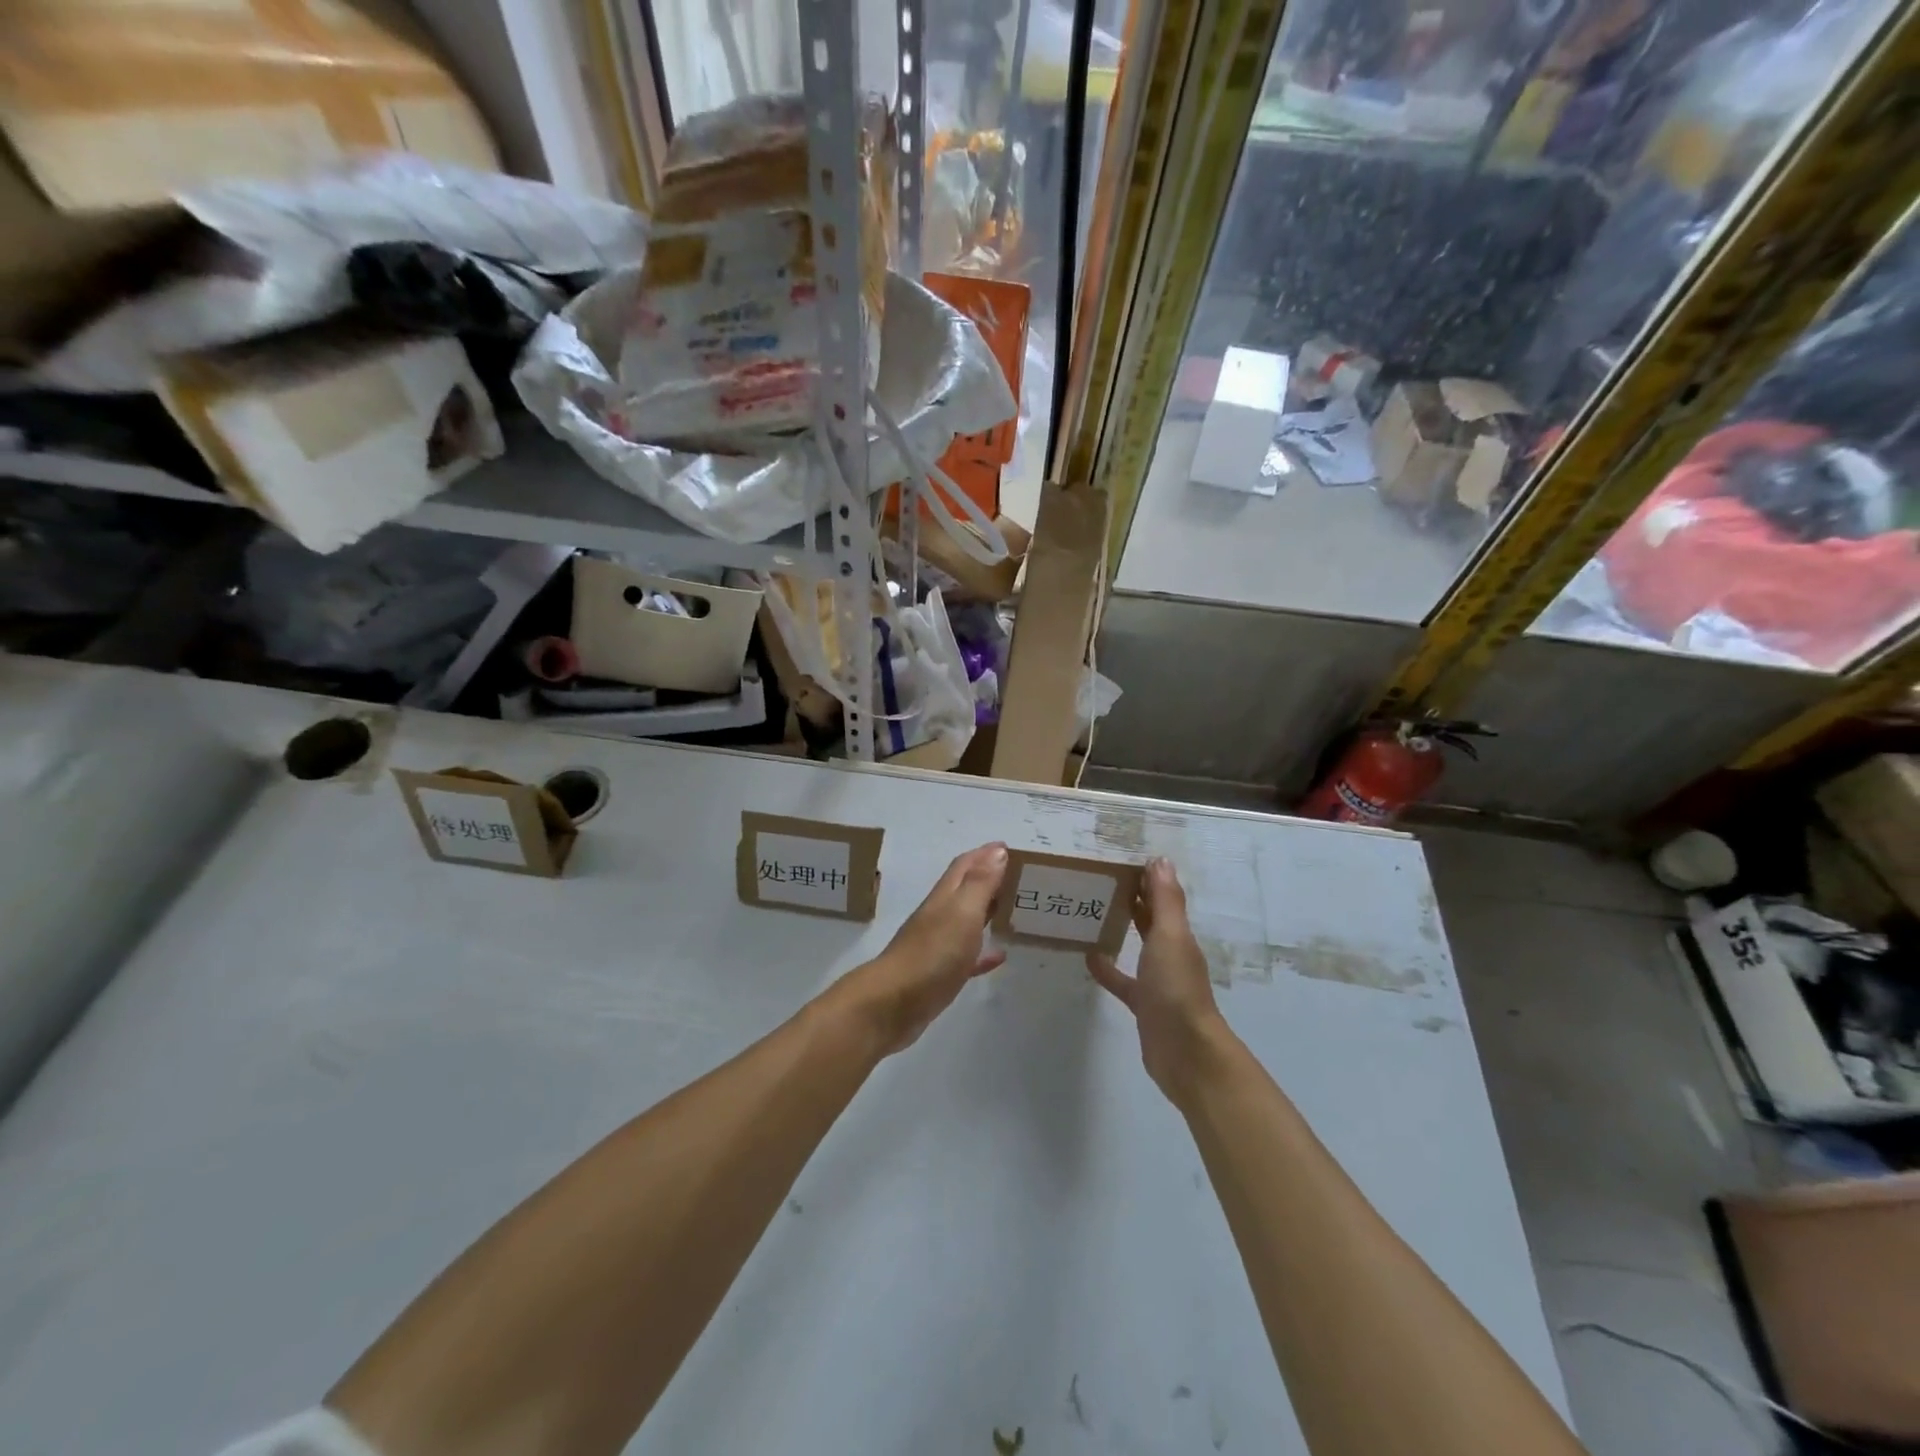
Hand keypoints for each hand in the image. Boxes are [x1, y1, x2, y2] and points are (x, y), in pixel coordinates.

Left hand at [835, 843, 1008, 1056]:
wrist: (893, 1005)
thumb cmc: (932, 953)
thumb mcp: (962, 912)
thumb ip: (980, 883)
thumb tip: (997, 851)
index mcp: (945, 898)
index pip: (965, 866)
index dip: (986, 854)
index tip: (1009, 848)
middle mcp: (940, 916)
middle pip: (966, 890)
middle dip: (990, 879)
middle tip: (1019, 877)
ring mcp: (938, 946)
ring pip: (967, 922)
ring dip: (988, 912)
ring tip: (1014, 911)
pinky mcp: (940, 975)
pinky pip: (967, 957)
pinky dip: (983, 952)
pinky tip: (999, 956)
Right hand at [1087, 858, 1233, 1106]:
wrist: (1185, 1053)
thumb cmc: (1176, 988)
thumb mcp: (1170, 937)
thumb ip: (1166, 900)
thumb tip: (1160, 859)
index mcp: (1178, 935)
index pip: (1162, 897)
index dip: (1146, 878)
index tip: (1118, 859)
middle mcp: (1170, 953)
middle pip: (1150, 918)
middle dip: (1132, 898)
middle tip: (1098, 879)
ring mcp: (1157, 980)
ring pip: (1137, 946)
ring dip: (1121, 929)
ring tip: (1090, 912)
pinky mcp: (1143, 1004)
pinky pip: (1123, 980)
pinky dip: (1108, 968)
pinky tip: (1089, 958)